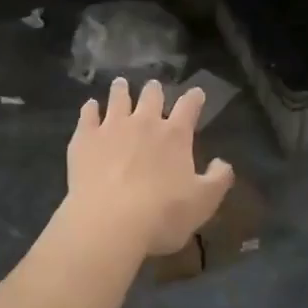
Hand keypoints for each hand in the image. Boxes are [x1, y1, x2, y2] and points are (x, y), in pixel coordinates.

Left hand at [65, 78, 233, 256]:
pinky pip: (87, 115)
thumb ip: (218, 179)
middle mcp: (144, 122)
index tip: (196, 93)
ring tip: (121, 84)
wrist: (109, 222)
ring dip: (121, 90)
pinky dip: (90, 108)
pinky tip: (90, 106)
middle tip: (153, 87)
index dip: (194, 98)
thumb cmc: (162, 215)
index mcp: (174, 135)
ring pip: (118, 98)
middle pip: (151, 96)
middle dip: (154, 90)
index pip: (188, 106)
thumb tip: (222, 163)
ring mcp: (112, 127)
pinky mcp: (85, 138)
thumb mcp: (203, 203)